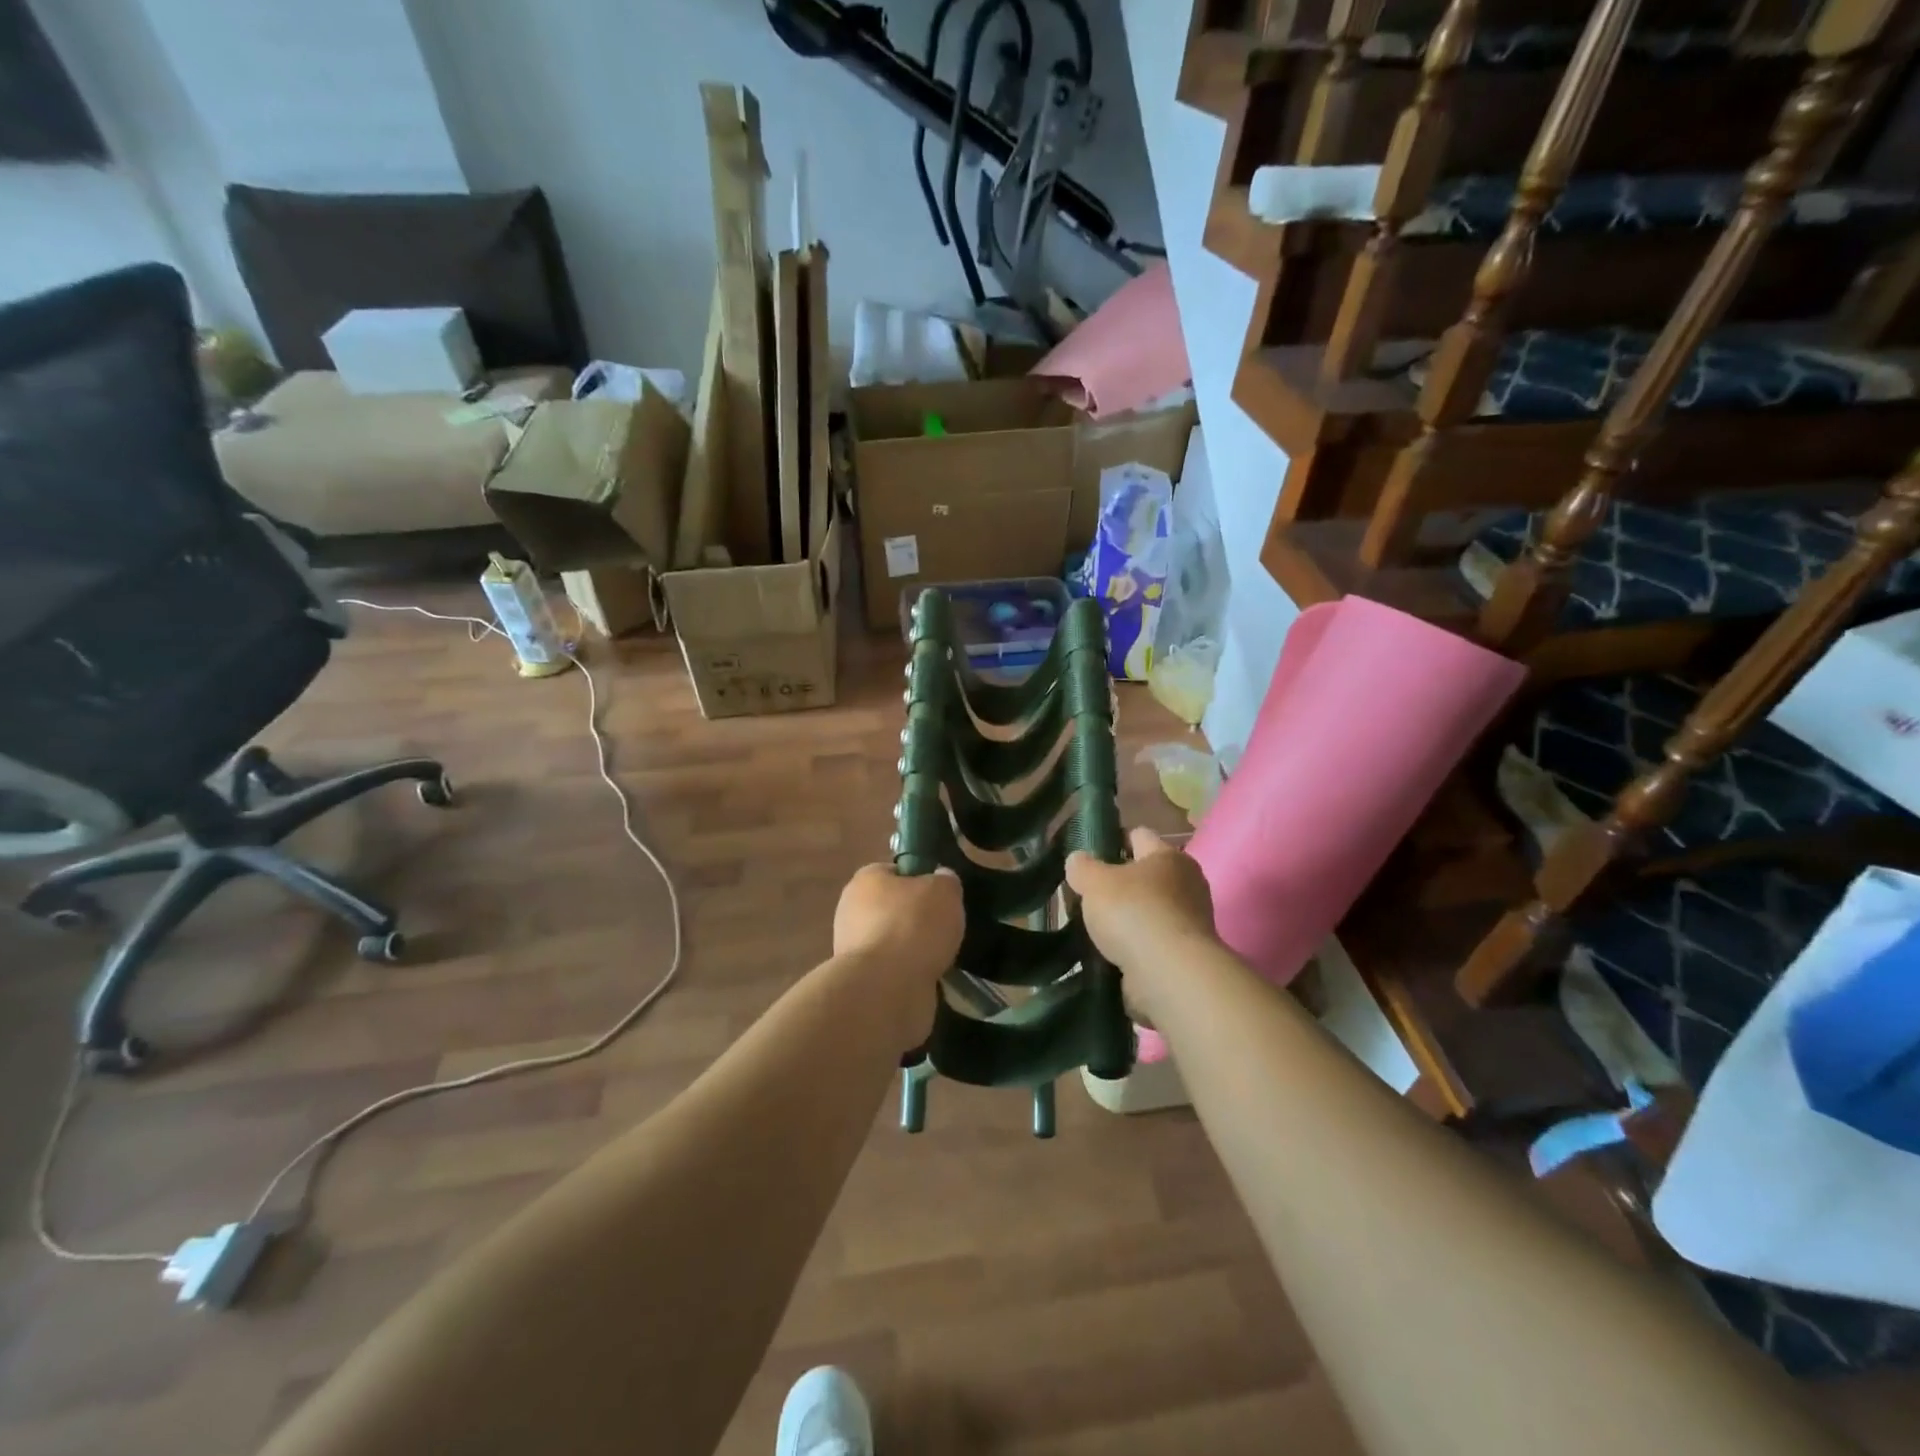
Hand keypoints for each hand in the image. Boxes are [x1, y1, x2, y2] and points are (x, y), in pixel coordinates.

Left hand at [833, 864, 963, 986]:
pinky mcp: (860, 981)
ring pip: (892, 942)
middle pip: (892, 908)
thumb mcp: (944, 890)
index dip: (919, 880)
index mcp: (866, 880)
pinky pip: (891, 971)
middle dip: (916, 919)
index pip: (894, 872)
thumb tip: (942, 879)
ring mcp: (852, 948)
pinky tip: (928, 978)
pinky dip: (908, 975)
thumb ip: (945, 880)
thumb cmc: (913, 926)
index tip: (940, 896)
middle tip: (944, 927)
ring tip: (940, 957)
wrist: (886, 988)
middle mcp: (851, 910)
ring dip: (912, 950)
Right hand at [1066, 828, 1216, 1020]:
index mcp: (1169, 856)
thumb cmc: (1134, 913)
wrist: (1171, 974)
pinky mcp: (1186, 953)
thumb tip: (1078, 860)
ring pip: (1149, 909)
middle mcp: (1187, 883)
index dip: (1112, 839)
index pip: (1138, 835)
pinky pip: (1153, 941)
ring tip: (1095, 929)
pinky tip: (1111, 953)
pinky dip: (1135, 946)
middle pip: (1145, 874)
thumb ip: (1082, 867)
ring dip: (1126, 918)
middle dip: (1119, 883)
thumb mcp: (1095, 882)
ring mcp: (1190, 920)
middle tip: (1088, 895)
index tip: (1088, 855)